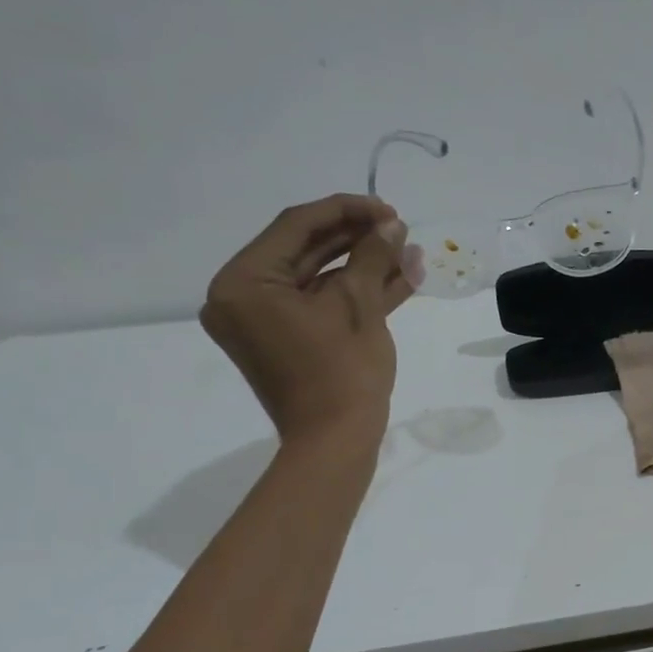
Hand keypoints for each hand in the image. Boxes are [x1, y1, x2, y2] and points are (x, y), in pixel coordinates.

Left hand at [200, 195, 411, 447]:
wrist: (336, 443)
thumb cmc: (340, 371)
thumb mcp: (359, 306)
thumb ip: (373, 257)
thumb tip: (391, 225)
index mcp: (243, 283)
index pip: (296, 227)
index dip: (346, 211)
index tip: (387, 208)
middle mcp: (244, 297)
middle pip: (307, 251)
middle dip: (358, 238)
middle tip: (399, 226)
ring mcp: (267, 321)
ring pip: (320, 279)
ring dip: (365, 264)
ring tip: (408, 249)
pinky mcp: (291, 339)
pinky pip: (322, 305)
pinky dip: (357, 293)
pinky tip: (401, 276)